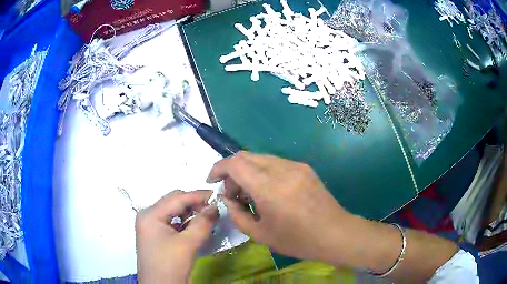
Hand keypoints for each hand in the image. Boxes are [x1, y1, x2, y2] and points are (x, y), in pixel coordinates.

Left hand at [136, 190, 218, 283]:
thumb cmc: (171, 265)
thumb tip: (215, 207)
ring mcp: (149, 225)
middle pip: (173, 202)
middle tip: (213, 209)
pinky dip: (184, 222)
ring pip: (172, 212)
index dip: (198, 196)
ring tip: (206, 218)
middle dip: (194, 204)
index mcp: (150, 214)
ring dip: (190, 213)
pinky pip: (170, 222)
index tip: (217, 197)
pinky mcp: (154, 234)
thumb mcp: (188, 243)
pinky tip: (194, 227)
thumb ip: (203, 222)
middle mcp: (147, 215)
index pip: (177, 198)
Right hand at [206, 151, 353, 263]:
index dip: (218, 168)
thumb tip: (228, 198)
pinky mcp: (304, 168)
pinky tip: (268, 191)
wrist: (335, 233)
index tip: (212, 180)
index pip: (235, 163)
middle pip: (246, 156)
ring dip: (248, 171)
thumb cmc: (297, 240)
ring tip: (249, 194)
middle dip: (232, 170)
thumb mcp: (260, 234)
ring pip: (261, 158)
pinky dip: (263, 172)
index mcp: (269, 187)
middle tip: (232, 192)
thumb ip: (237, 214)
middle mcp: (282, 169)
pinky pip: (276, 163)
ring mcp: (296, 166)